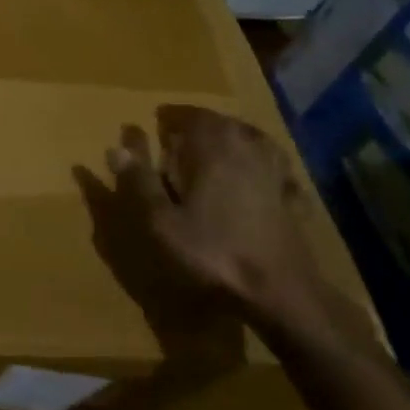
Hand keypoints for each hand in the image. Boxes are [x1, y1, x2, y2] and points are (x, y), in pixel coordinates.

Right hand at [108, 106, 358, 348]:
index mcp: (212, 148)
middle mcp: (247, 150)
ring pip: (251, 140)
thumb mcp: (160, 221)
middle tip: (179, 134)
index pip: (190, 115)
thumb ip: (139, 182)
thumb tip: (116, 147)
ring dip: (231, 138)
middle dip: (199, 125)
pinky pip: (274, 167)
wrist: (279, 293)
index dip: (172, 116)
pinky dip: (261, 163)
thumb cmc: (212, 253)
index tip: (157, 121)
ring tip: (215, 148)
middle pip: (222, 124)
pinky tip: (258, 175)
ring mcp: (275, 173)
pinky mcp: (293, 198)